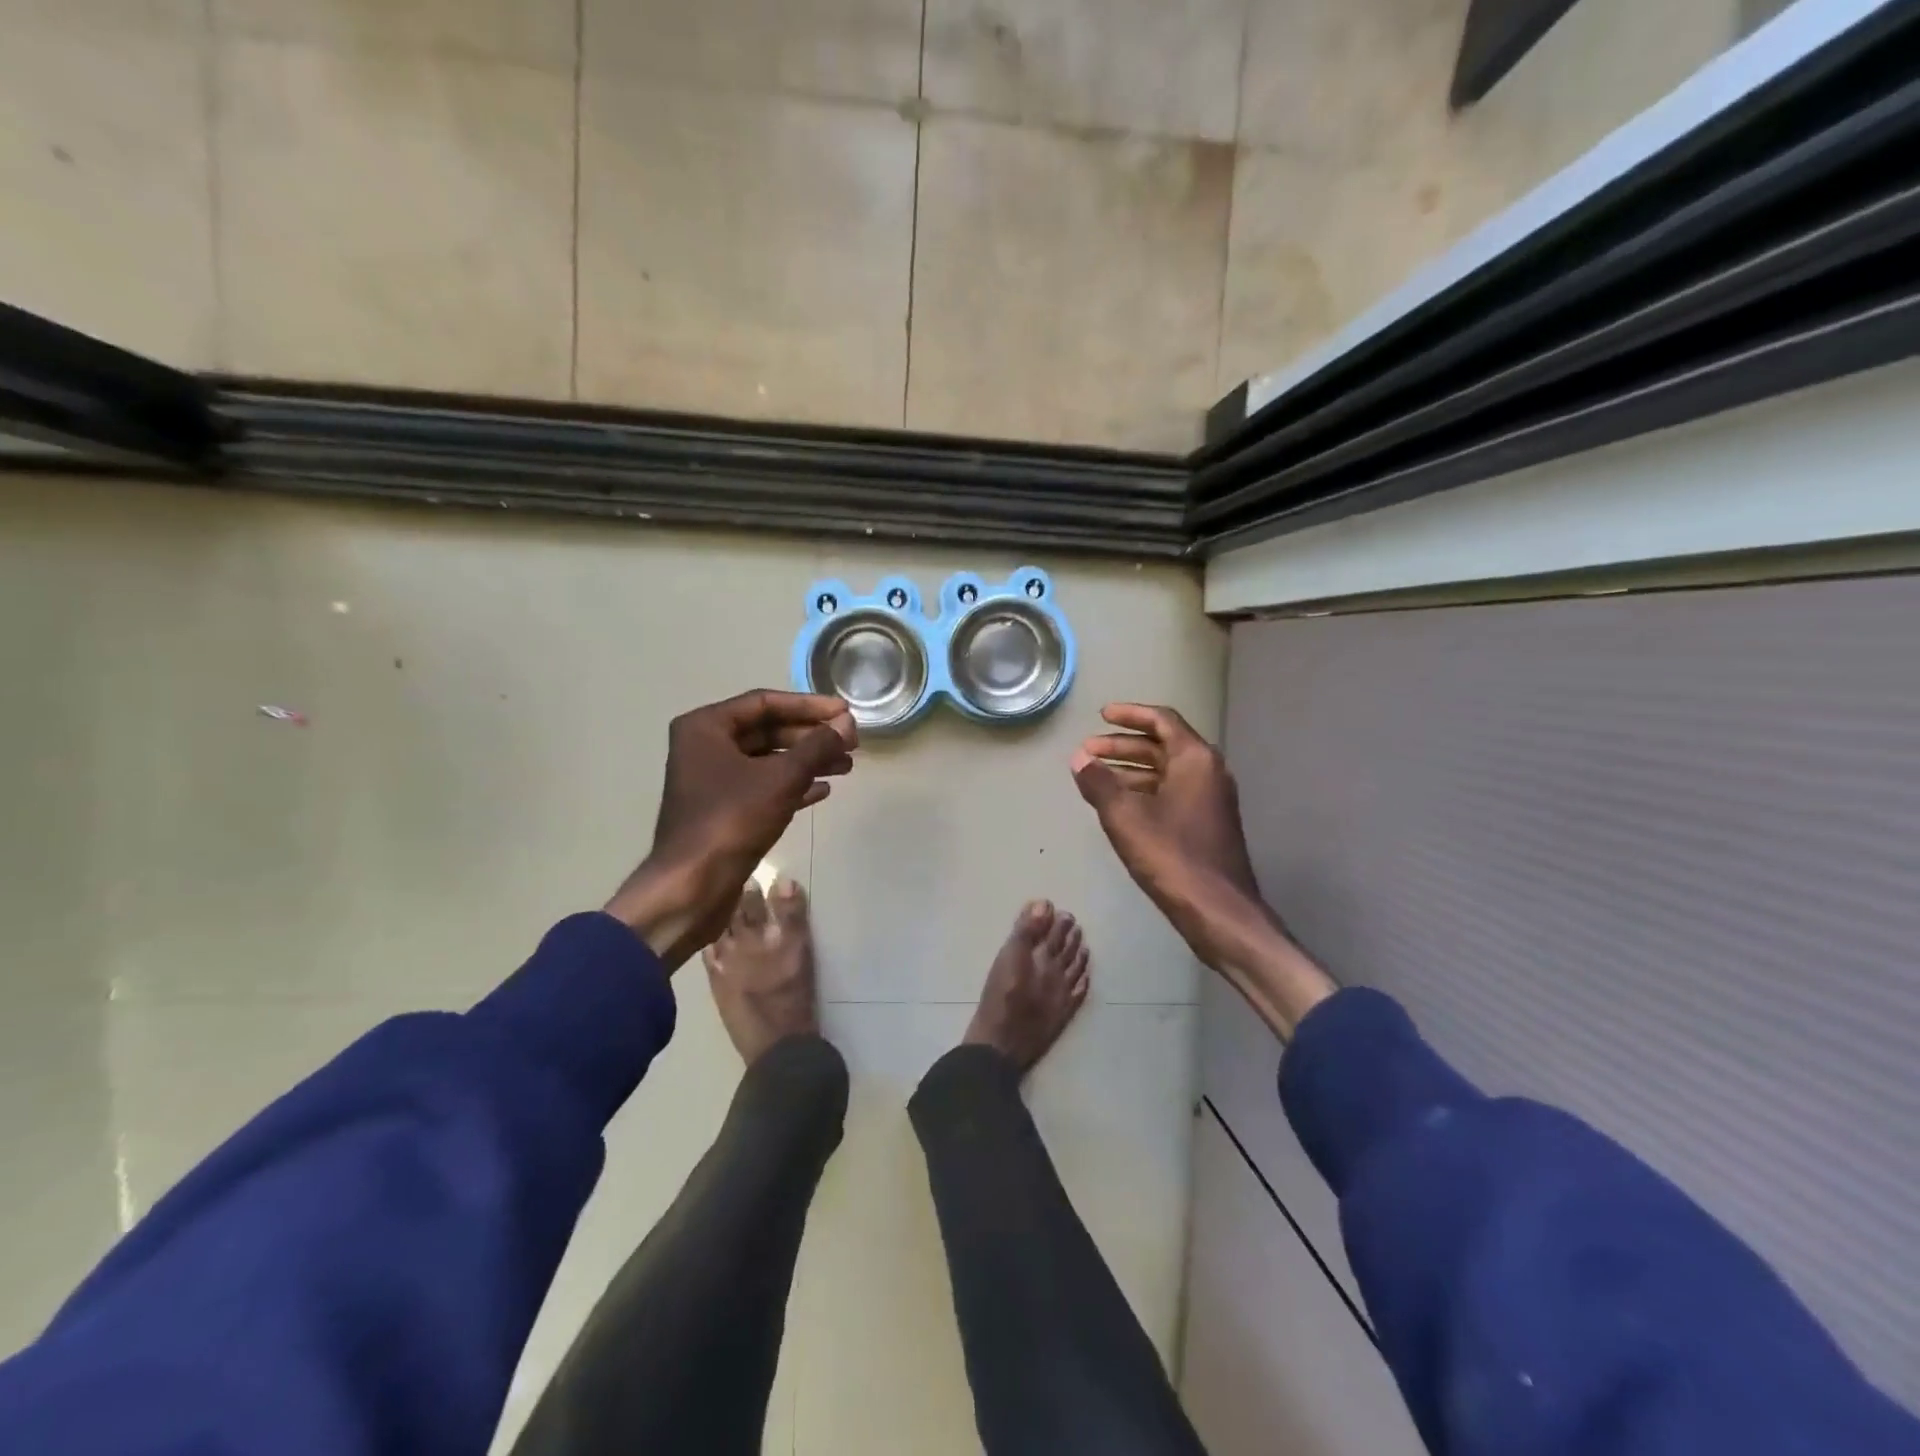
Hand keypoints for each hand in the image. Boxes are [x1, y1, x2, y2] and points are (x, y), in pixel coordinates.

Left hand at [606, 690, 855, 968]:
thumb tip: (848, 723)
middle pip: (768, 730)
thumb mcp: (781, 778)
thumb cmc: (732, 820)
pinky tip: (823, 790)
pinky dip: (792, 785)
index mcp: (706, 727)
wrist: (692, 887)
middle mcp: (704, 747)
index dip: (810, 706)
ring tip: (846, 767)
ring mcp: (712, 780)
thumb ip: (818, 746)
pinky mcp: (722, 809)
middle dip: (811, 736)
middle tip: (850, 742)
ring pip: (768, 760)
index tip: (845, 712)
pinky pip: (763, 786)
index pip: (765, 703)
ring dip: (807, 761)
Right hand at [1071, 704, 1333, 1034]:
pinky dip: (1144, 790)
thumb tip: (1080, 759)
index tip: (1102, 715)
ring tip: (1095, 776)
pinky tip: (1118, 804)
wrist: (1217, 911)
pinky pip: (1171, 792)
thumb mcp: (1125, 817)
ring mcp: (1210, 799)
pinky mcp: (1207, 824)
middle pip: (1162, 745)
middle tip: (1088, 750)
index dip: (1130, 714)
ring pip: (1166, 771)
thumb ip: (1099, 783)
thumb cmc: (1171, 856)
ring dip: (1131, 769)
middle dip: (1123, 745)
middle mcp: (1208, 772)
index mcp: (1195, 759)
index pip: (1162, 720)